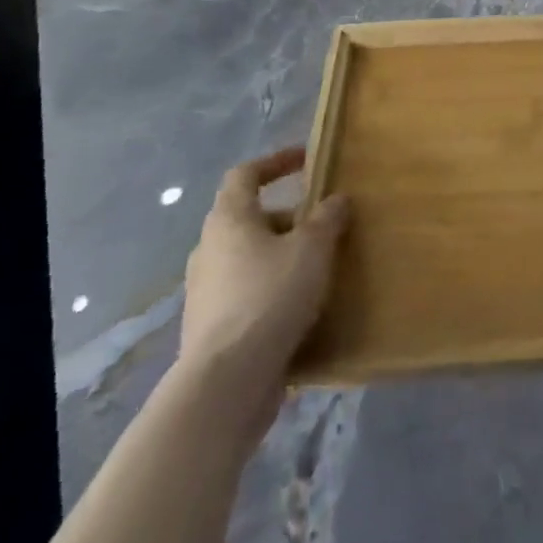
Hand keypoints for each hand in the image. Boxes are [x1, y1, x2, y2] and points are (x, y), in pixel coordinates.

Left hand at [179, 148, 348, 382]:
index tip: (306, 159)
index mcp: (229, 219)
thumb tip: (336, 199)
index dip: (276, 162)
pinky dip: (273, 289)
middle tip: (324, 224)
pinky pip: (247, 293)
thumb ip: (327, 218)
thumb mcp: (312, 248)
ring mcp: (206, 291)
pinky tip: (302, 306)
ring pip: (249, 258)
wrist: (226, 382)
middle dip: (289, 217)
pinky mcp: (211, 328)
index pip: (245, 174)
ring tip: (319, 266)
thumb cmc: (270, 296)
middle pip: (250, 218)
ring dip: (282, 255)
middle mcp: (210, 249)